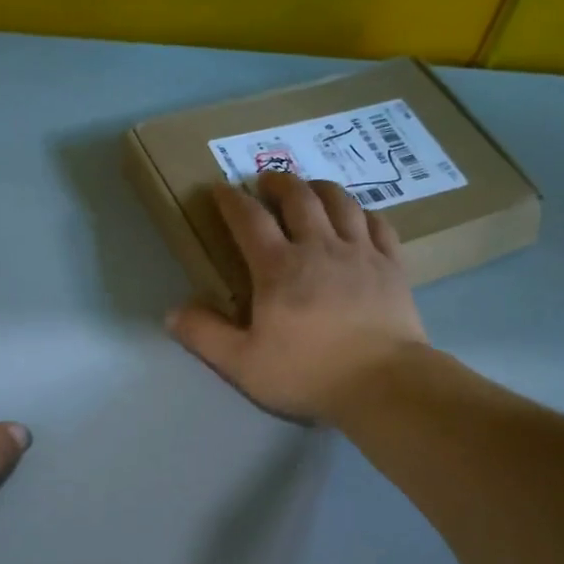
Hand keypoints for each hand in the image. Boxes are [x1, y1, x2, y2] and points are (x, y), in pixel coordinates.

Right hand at [167, 174, 428, 420]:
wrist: (383, 383)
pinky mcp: (392, 266)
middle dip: (279, 182)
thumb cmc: (308, 374)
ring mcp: (360, 253)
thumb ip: (205, 335)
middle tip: (267, 180)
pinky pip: (378, 224)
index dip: (231, 200)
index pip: (249, 220)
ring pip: (341, 202)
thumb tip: (172, 313)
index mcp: (278, 268)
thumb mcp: (243, 364)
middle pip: (299, 198)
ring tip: (311, 187)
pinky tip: (359, 217)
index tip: (219, 188)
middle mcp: (319, 248)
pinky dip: (364, 213)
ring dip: (321, 188)